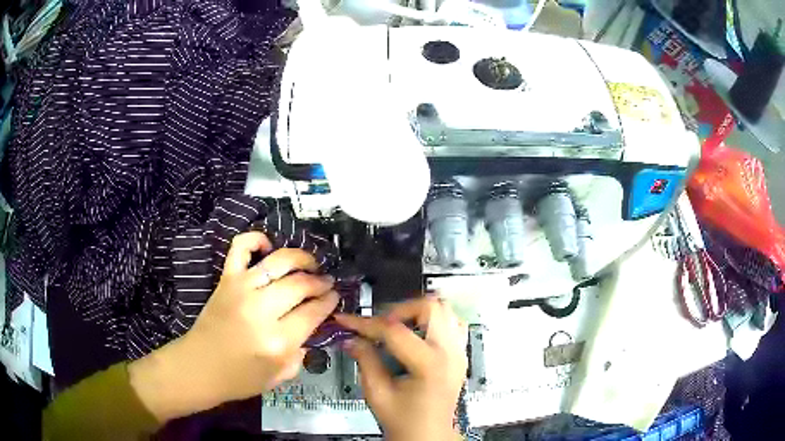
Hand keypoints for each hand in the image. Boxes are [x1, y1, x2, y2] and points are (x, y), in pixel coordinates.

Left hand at [129, 231, 338, 421]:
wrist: (200, 367)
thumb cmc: (241, 378)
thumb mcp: (280, 376)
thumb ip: (301, 353)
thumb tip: (312, 326)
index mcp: (278, 341)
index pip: (314, 311)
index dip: (329, 301)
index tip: (335, 296)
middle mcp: (261, 310)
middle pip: (301, 284)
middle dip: (320, 281)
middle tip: (326, 282)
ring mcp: (241, 289)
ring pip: (279, 261)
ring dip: (301, 258)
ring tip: (310, 264)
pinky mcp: (226, 279)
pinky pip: (241, 247)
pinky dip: (256, 239)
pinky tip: (268, 246)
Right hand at [335, 298, 467, 440]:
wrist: (428, 435)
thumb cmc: (404, 420)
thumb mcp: (377, 393)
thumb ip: (365, 360)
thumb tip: (351, 338)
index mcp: (429, 365)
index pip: (394, 331)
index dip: (365, 323)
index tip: (346, 320)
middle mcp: (450, 353)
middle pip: (430, 307)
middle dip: (398, 310)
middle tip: (379, 325)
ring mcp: (459, 352)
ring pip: (445, 310)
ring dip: (418, 313)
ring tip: (397, 328)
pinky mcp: (461, 355)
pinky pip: (453, 324)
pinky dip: (434, 321)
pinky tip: (417, 335)